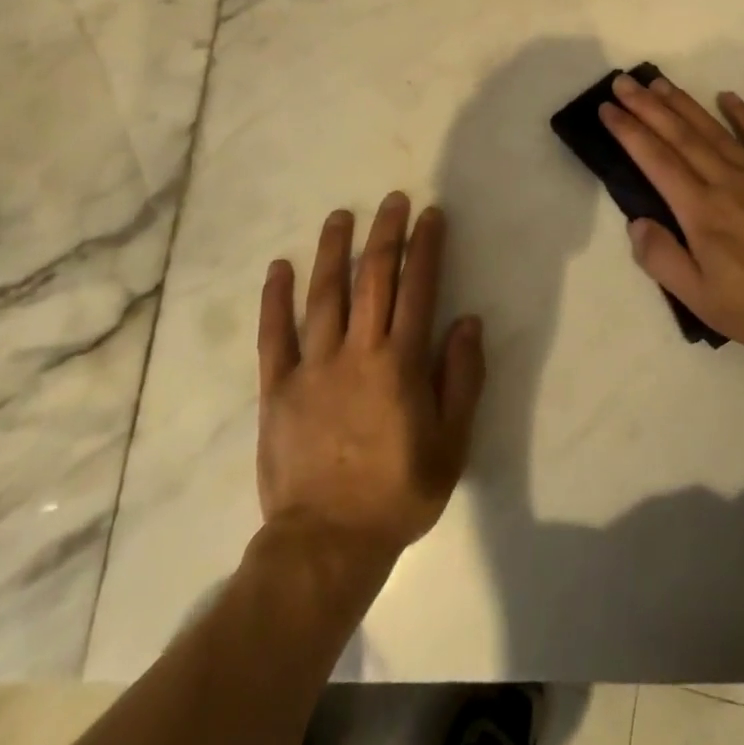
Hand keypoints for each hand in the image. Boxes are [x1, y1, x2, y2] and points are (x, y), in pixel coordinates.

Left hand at [256, 192, 485, 568]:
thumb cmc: (398, 493)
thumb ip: (461, 379)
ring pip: (324, 294)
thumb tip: (468, 322)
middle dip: (386, 234)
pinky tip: (280, 267)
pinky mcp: (278, 386)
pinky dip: (276, 298)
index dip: (426, 247)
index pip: (418, 288)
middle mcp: (358, 351)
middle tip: (393, 200)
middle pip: (373, 278)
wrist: (326, 544)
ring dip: (334, 250)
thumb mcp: (451, 444)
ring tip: (340, 216)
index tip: (431, 215)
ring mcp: (313, 365)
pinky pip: (274, 334)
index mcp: (401, 363)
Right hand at [600, 74, 743, 352]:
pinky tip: (728, 96)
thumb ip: (662, 258)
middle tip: (624, 82)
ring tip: (660, 83)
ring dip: (684, 104)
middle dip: (648, 106)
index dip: (629, 131)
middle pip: (680, 135)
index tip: (607, 108)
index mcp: (700, 210)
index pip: (655, 160)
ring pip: (714, 130)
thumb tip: (636, 222)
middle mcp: (725, 181)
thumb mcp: (699, 297)